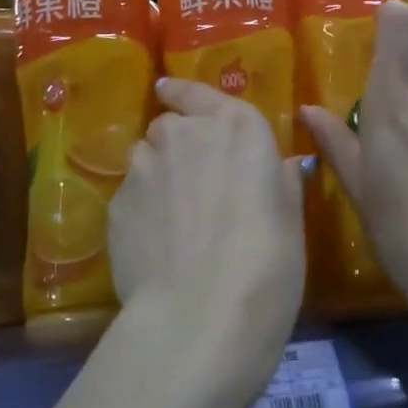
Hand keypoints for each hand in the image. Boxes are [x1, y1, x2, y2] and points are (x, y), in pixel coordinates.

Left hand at [107, 77, 306, 407]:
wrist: (199, 316)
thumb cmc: (266, 266)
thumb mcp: (291, 222)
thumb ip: (280, 183)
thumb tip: (278, 167)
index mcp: (238, 129)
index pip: (203, 94)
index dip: (186, 93)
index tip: (169, 91)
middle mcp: (185, 135)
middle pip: (172, 126)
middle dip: (180, 144)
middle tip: (197, 182)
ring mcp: (145, 167)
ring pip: (146, 157)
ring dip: (159, 173)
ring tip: (173, 216)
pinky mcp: (116, 203)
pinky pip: (130, 194)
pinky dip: (142, 208)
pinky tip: (157, 242)